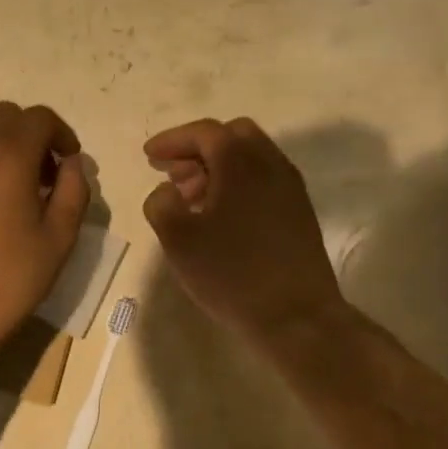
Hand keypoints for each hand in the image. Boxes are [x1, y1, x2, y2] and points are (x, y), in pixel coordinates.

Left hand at [0, 102, 90, 366]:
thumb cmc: (5, 281)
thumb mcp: (57, 240)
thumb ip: (74, 192)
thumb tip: (73, 164)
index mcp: (6, 155)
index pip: (40, 118)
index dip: (62, 135)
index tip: (70, 164)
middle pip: (6, 116)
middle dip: (32, 136)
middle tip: (46, 176)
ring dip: (3, 147)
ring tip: (15, 192)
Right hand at [143, 117, 345, 349]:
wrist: (297, 316)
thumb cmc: (231, 273)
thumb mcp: (178, 239)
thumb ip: (161, 204)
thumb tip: (168, 192)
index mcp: (240, 162)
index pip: (203, 132)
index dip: (172, 140)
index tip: (148, 156)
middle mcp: (270, 163)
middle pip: (231, 135)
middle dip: (197, 148)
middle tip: (173, 173)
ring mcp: (289, 187)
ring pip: (250, 156)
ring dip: (218, 166)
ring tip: (192, 198)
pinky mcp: (298, 211)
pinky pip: (263, 178)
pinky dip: (237, 182)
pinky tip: (220, 216)